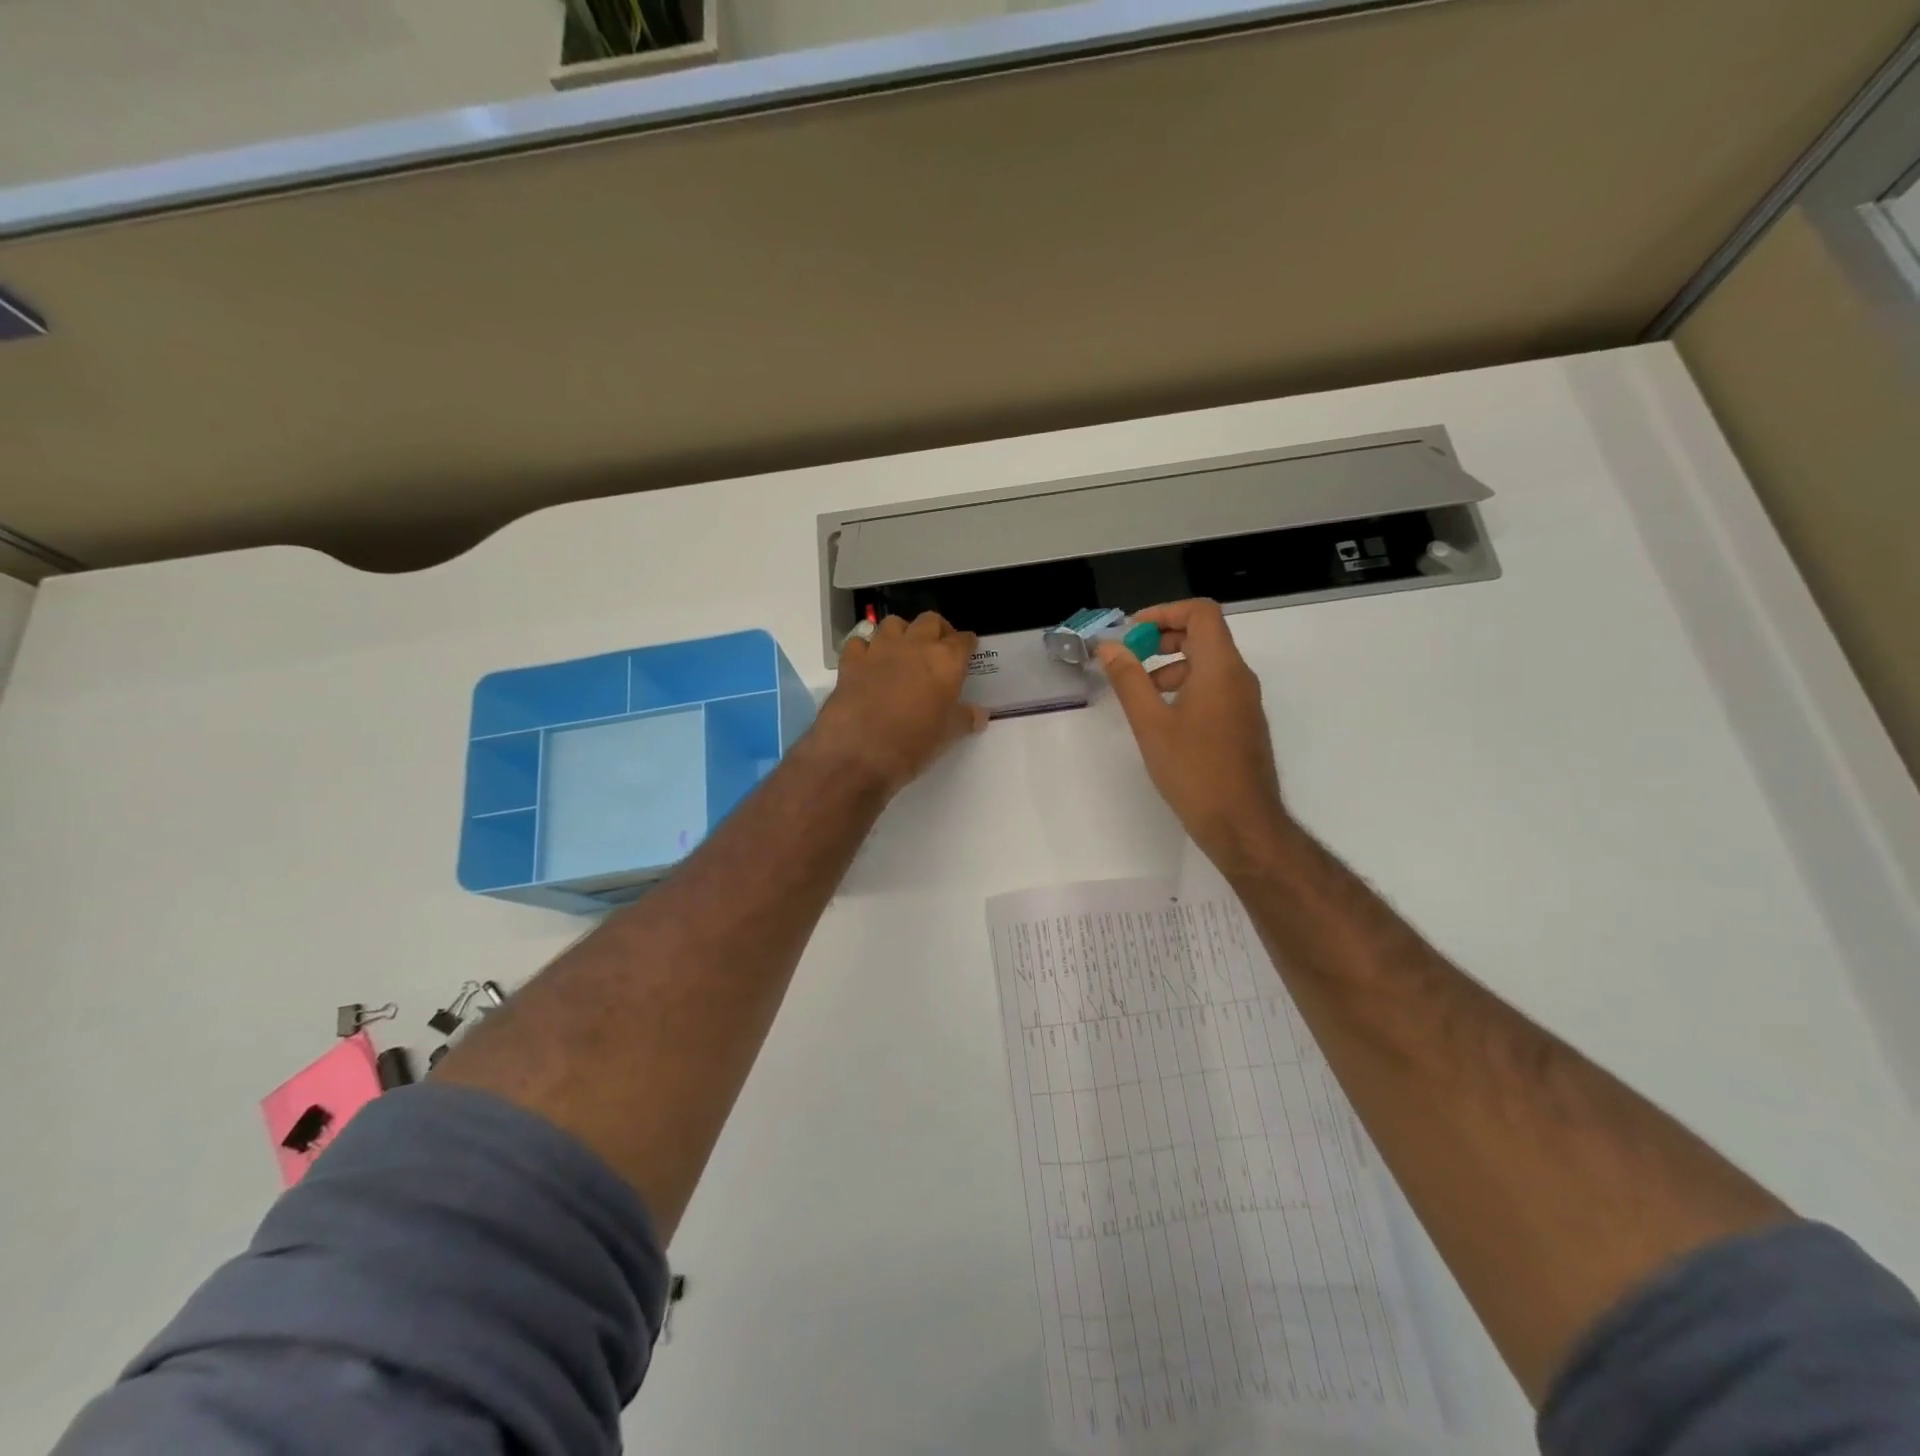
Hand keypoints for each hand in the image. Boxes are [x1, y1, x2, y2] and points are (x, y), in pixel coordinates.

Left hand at [812, 612, 986, 795]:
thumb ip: (965, 719)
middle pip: (930, 621)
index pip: (963, 640)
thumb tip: (979, 715)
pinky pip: (859, 642)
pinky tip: (868, 663)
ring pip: (893, 623)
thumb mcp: (948, 735)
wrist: (860, 751)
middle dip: (937, 630)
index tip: (967, 651)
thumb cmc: (915, 743)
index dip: (967, 644)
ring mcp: (880, 649)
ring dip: (901, 633)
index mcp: (946, 661)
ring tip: (902, 651)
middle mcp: (915, 646)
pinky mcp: (851, 660)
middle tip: (938, 648)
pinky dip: (865, 648)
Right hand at [1098, 599, 1290, 872]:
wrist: (1241, 823)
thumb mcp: (1151, 723)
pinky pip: (1214, 687)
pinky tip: (1162, 718)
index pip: (1201, 613)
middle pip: (1204, 634)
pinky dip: (1185, 687)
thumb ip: (1129, 680)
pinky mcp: (1242, 723)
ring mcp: (1244, 701)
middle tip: (1129, 658)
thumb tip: (1109, 647)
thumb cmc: (1194, 771)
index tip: (1131, 633)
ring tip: (1139, 694)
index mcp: (1220, 668)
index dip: (1164, 612)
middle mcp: (1239, 677)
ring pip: (1207, 663)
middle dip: (1163, 638)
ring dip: (1171, 665)